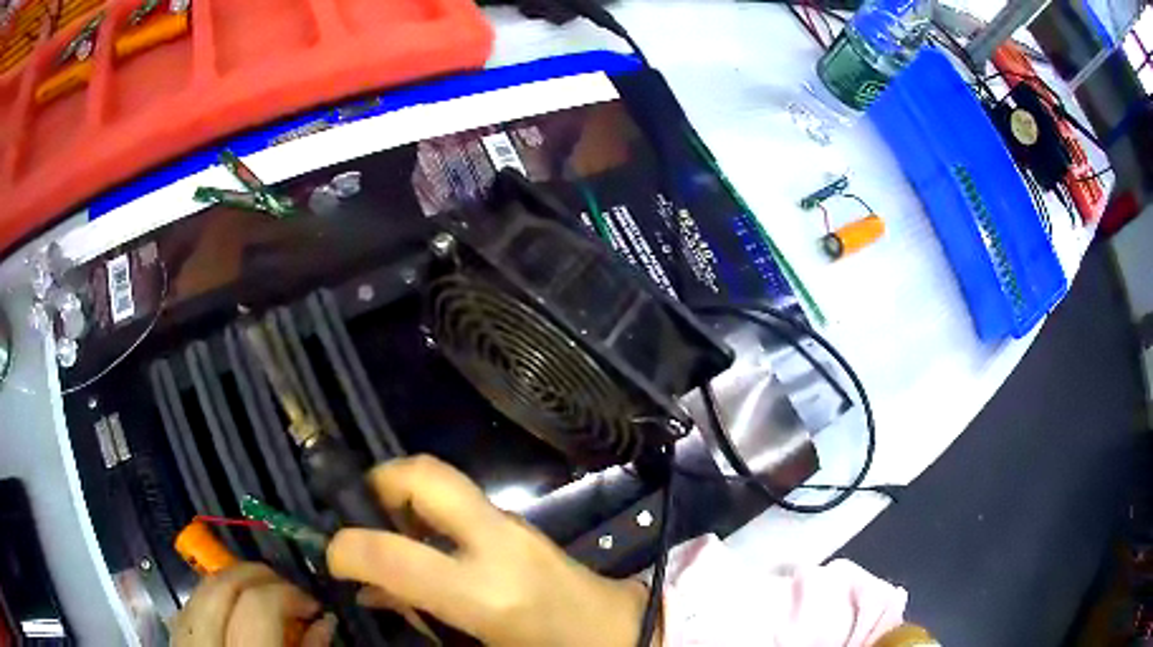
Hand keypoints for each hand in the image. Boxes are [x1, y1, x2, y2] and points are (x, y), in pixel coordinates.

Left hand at [172, 562, 336, 646]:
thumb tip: (324, 620)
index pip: (257, 607)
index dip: (288, 594)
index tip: (313, 606)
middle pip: (222, 587)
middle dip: (259, 577)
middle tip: (289, 592)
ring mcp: (184, 643)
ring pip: (201, 590)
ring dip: (235, 584)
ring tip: (263, 599)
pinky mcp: (174, 642)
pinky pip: (190, 605)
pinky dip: (215, 599)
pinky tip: (234, 613)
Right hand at [327, 455, 652, 646]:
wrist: (618, 632)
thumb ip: (418, 617)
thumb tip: (372, 592)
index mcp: (485, 593)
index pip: (393, 554)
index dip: (347, 550)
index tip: (333, 557)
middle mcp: (497, 544)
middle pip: (426, 475)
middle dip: (380, 481)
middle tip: (358, 512)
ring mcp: (514, 525)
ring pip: (443, 480)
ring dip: (404, 495)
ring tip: (387, 533)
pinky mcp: (521, 522)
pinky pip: (461, 501)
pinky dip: (428, 511)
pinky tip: (424, 546)